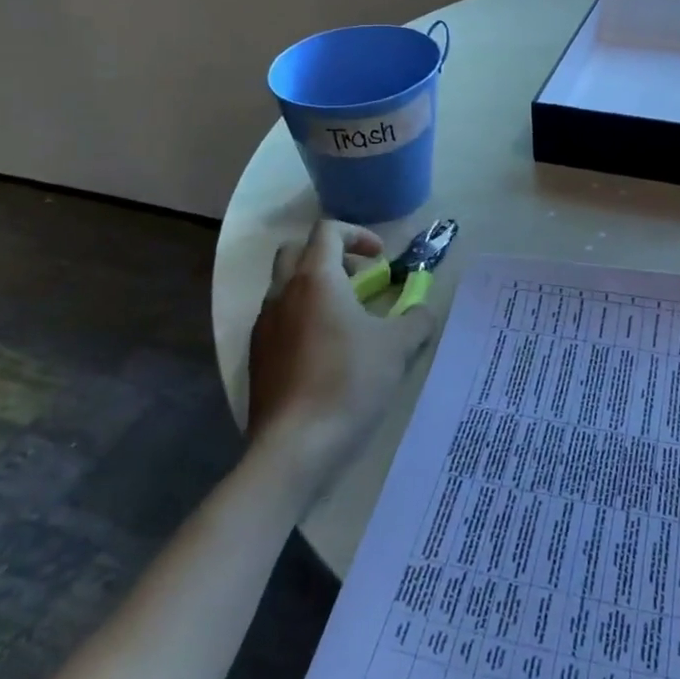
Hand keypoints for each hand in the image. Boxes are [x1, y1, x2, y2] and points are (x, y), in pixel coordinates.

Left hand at [246, 220, 435, 500]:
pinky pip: (278, 321)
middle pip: (296, 251)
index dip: (357, 235)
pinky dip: (301, 319)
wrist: (295, 447)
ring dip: (314, 289)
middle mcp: (282, 293)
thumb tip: (422, 310)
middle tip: (358, 279)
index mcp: (314, 279)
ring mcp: (264, 326)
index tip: (380, 258)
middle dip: (329, 256)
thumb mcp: (398, 347)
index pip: (327, 231)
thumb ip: (416, 319)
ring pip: (284, 287)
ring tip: (347, 319)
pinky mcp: (257, 358)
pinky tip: (326, 352)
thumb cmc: (349, 382)